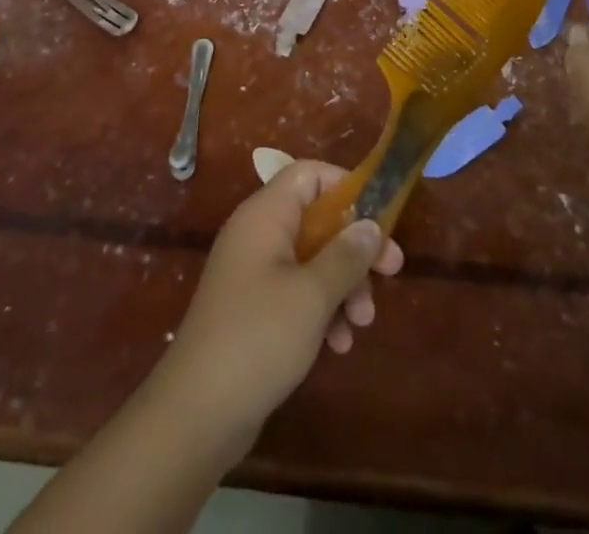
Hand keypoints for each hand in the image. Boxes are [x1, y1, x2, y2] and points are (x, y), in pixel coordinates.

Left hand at [152, 160, 404, 460]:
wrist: (196, 413)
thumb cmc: (257, 337)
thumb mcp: (312, 294)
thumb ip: (346, 255)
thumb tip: (371, 224)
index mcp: (265, 215)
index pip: (308, 175)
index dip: (346, 187)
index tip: (379, 216)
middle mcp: (257, 234)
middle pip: (317, 220)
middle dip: (354, 247)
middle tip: (392, 271)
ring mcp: (253, 272)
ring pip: (311, 259)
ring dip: (343, 285)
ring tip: (363, 322)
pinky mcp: (253, 309)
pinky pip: (296, 292)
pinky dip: (321, 310)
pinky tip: (338, 344)